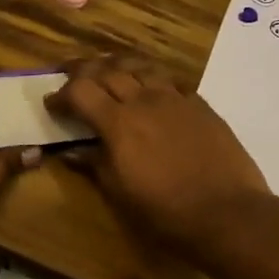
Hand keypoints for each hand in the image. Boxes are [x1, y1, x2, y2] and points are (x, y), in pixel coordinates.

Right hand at [47, 57, 269, 257]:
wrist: (227, 212)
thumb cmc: (164, 211)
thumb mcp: (119, 193)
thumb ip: (94, 164)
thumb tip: (71, 152)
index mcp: (118, 122)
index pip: (80, 91)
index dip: (61, 94)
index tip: (51, 104)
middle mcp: (144, 100)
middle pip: (107, 70)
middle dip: (83, 70)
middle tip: (70, 75)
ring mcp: (176, 99)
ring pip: (141, 67)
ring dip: (118, 65)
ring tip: (109, 71)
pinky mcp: (201, 106)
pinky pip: (171, 81)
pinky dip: (152, 78)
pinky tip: (151, 89)